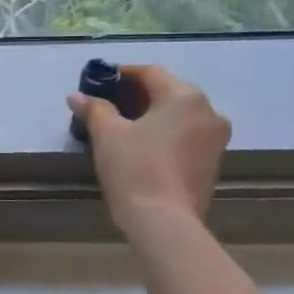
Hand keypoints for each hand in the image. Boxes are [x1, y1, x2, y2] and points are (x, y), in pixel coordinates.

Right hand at [68, 65, 231, 230]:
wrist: (164, 220)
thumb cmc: (135, 168)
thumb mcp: (107, 134)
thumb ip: (95, 109)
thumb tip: (77, 96)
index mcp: (185, 97)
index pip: (150, 72)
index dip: (122, 74)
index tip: (99, 82)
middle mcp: (209, 112)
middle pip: (168, 92)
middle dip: (137, 95)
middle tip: (107, 104)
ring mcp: (215, 139)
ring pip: (178, 115)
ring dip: (152, 115)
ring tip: (122, 127)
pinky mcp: (212, 162)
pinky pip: (185, 135)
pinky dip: (164, 134)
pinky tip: (141, 146)